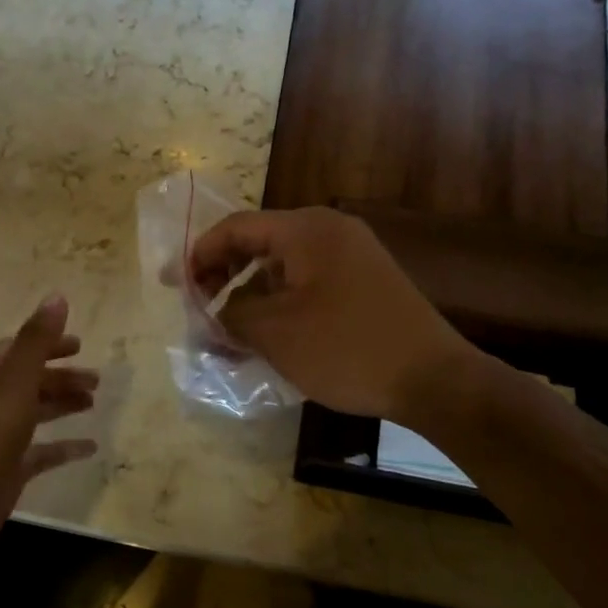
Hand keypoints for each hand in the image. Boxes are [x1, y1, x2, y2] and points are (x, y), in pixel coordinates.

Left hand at [0, 294, 97, 566]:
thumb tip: (57, 296)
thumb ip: (36, 341)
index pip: (19, 349)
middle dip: (61, 376)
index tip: (81, 345)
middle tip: (97, 380)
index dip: (48, 343)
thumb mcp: (13, 384)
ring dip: (63, 404)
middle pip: (30, 380)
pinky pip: (42, 452)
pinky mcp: (7, 471)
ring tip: (93, 404)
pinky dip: (64, 446)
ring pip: (36, 413)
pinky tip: (90, 448)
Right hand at [190, 207, 473, 421]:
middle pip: (259, 243)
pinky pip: (307, 282)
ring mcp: (351, 255)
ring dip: (249, 294)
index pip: (236, 228)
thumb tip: (209, 313)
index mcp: (306, 230)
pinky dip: (279, 302)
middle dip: (222, 275)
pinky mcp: (364, 282)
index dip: (198, 255)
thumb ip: (230, 315)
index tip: (172, 285)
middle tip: (198, 308)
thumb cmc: (347, 349)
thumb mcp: (276, 333)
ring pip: (282, 266)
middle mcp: (329, 231)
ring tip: (226, 331)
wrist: (434, 379)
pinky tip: (265, 334)